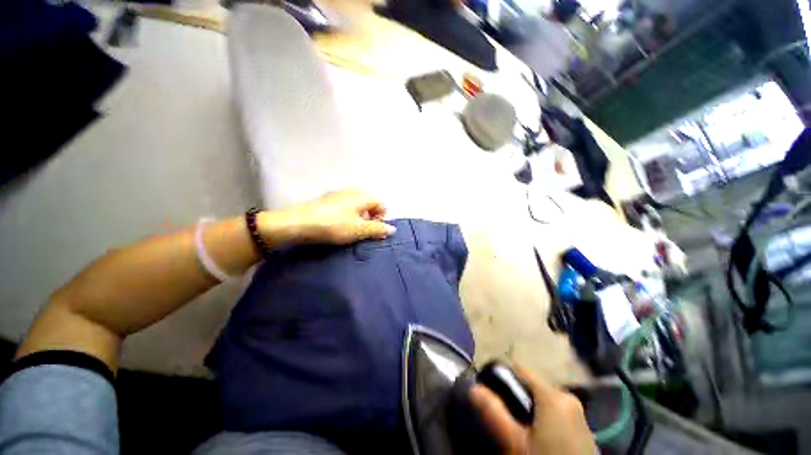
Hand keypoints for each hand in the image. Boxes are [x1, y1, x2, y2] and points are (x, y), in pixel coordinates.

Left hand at [262, 189, 395, 245]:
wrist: (299, 223)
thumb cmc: (334, 226)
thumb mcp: (360, 230)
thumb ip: (378, 229)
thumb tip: (392, 229)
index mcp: (363, 195)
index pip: (382, 205)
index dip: (381, 219)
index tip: (373, 231)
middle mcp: (353, 191)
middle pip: (370, 205)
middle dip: (370, 219)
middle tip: (362, 232)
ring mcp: (339, 194)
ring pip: (358, 207)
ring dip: (359, 219)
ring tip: (350, 231)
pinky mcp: (328, 200)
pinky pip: (346, 207)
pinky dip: (348, 216)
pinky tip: (338, 226)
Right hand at [470, 365, 595, 454]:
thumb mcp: (516, 442)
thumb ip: (494, 413)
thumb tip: (473, 388)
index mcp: (553, 395)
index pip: (519, 368)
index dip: (501, 375)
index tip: (489, 389)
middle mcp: (567, 397)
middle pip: (530, 385)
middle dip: (515, 396)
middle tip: (504, 417)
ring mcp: (577, 413)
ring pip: (542, 399)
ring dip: (528, 409)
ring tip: (518, 429)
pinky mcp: (583, 428)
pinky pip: (555, 412)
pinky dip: (542, 418)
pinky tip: (538, 438)